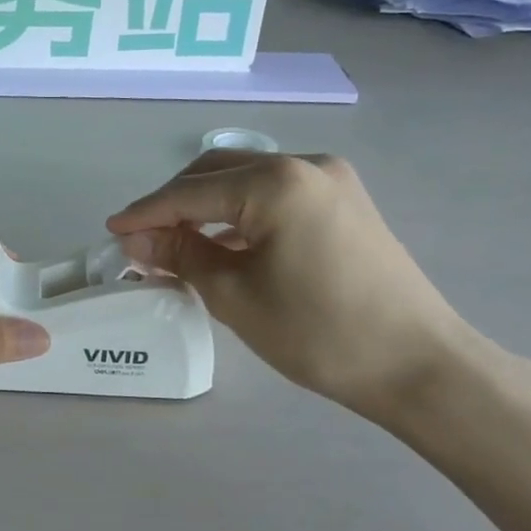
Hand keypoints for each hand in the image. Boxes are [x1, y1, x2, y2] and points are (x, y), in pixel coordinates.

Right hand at [108, 153, 474, 419]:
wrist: (419, 365)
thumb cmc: (319, 333)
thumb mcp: (235, 296)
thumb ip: (180, 255)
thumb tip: (135, 239)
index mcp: (277, 183)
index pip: (190, 192)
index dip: (146, 213)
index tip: (111, 233)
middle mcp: (305, 165)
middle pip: (217, 172)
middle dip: (174, 203)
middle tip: (142, 240)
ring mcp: (331, 180)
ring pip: (246, 180)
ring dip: (206, 207)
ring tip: (176, 244)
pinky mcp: (344, 201)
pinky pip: (274, 194)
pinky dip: (240, 213)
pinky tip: (224, 242)